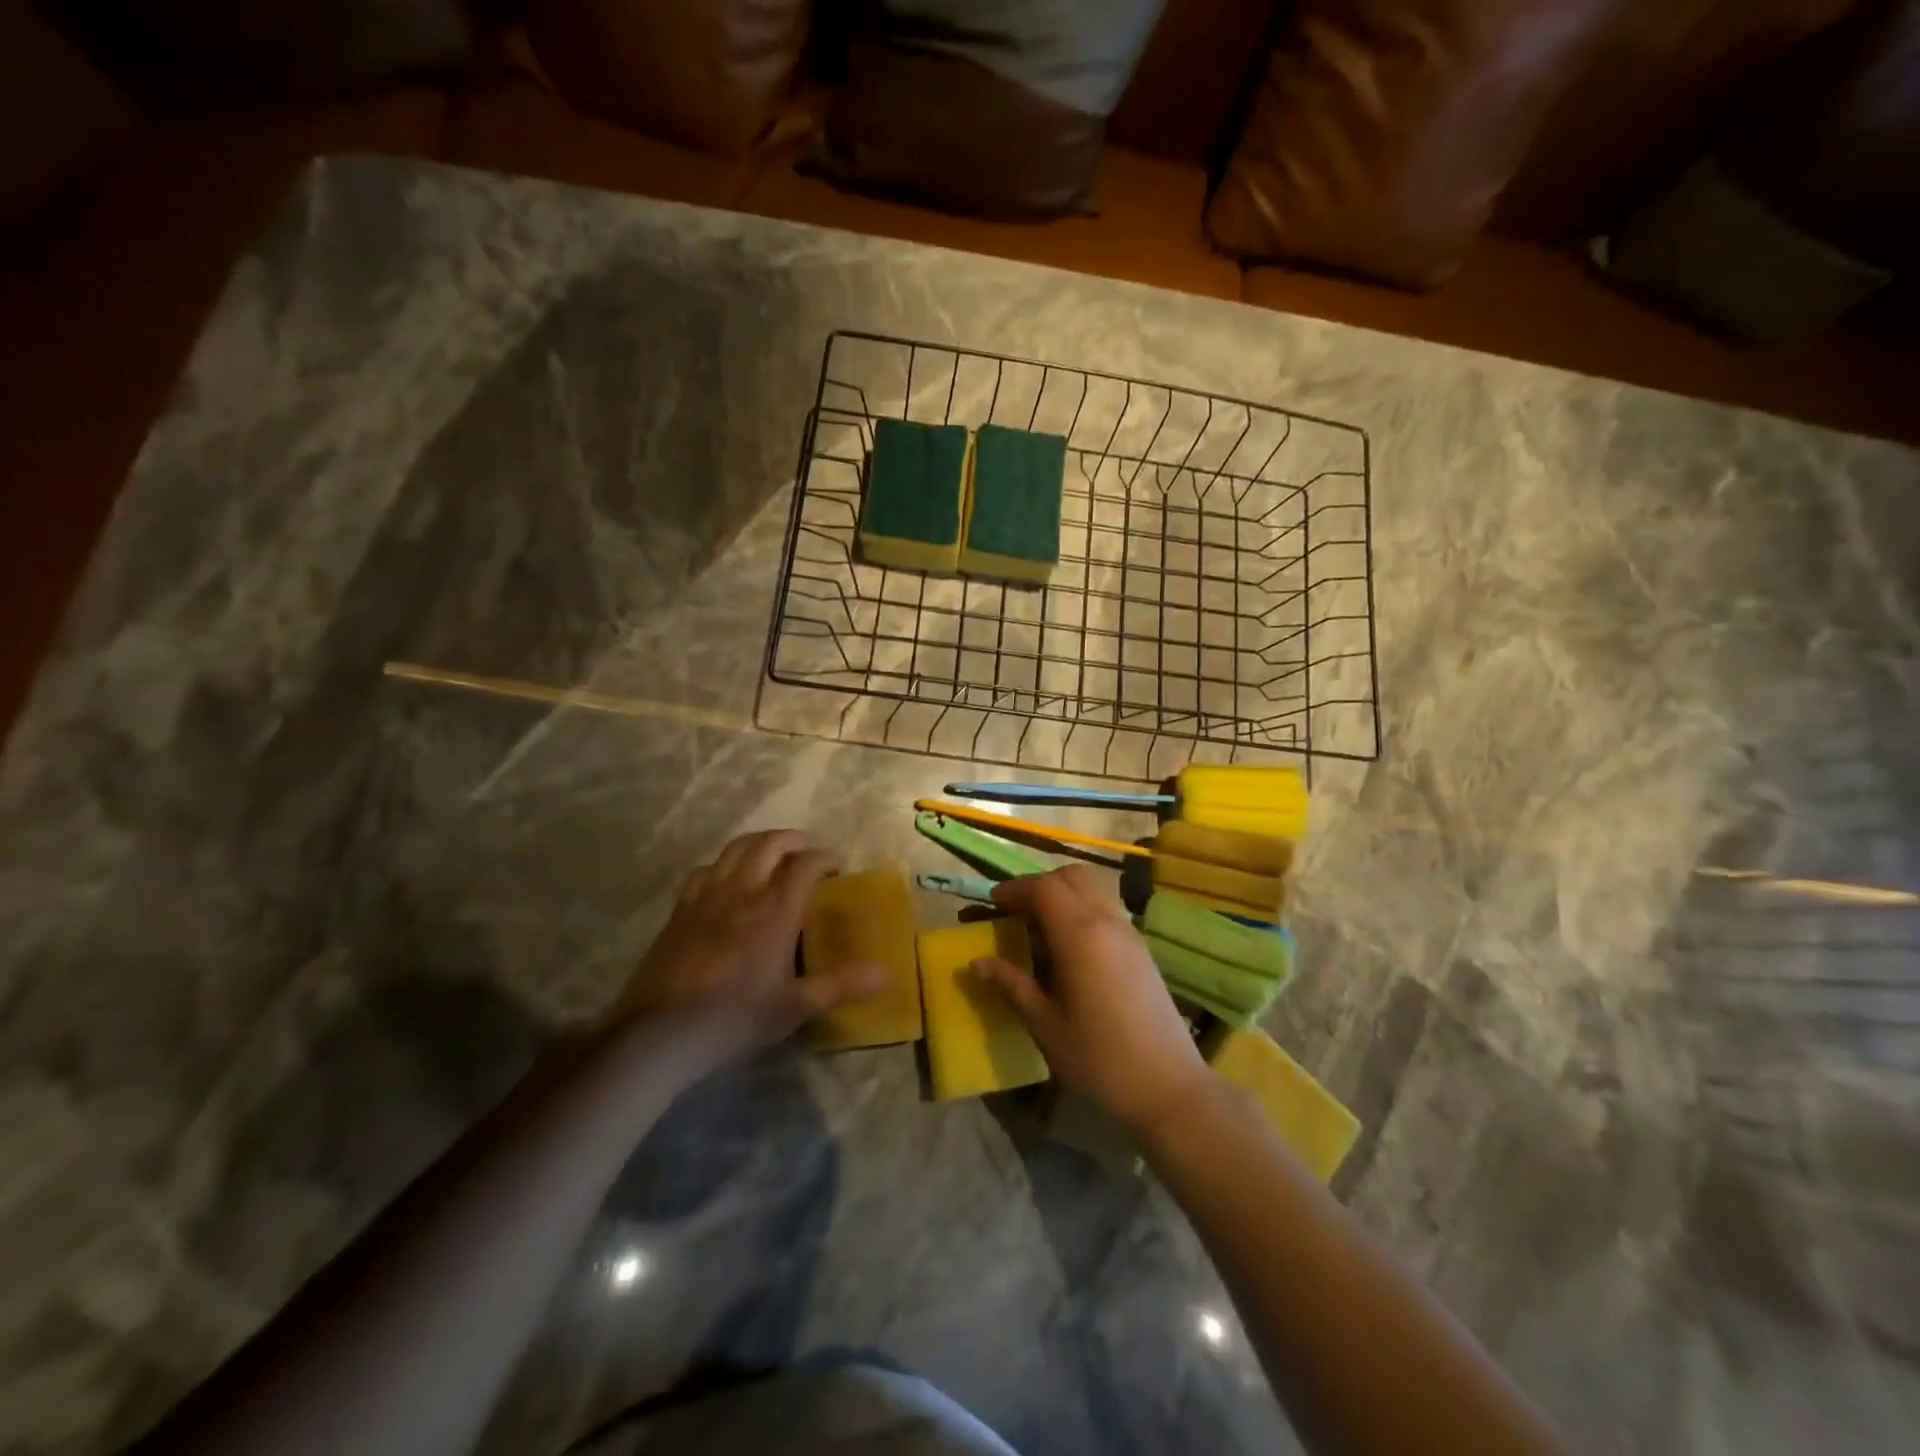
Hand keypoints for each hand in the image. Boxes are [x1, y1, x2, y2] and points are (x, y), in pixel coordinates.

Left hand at [609, 830, 883, 1075]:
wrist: (659, 1033)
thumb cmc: (734, 1019)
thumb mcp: (794, 1007)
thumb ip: (840, 985)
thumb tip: (886, 972)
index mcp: (774, 910)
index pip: (805, 864)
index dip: (825, 858)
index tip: (837, 867)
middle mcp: (742, 892)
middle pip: (769, 843)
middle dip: (794, 840)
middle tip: (808, 854)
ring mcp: (706, 896)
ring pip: (735, 849)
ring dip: (759, 844)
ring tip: (772, 857)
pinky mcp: (680, 909)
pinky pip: (705, 869)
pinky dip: (724, 864)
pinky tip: (727, 882)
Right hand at [972, 865, 1211, 1135]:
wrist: (1168, 1086)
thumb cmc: (1099, 1058)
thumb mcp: (1045, 1024)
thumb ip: (1012, 985)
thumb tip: (977, 963)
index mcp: (1080, 935)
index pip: (1044, 888)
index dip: (1015, 889)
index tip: (993, 904)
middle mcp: (1107, 921)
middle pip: (1072, 877)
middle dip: (1040, 885)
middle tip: (1017, 911)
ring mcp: (1129, 932)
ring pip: (1094, 888)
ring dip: (1064, 893)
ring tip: (1042, 927)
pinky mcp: (1141, 947)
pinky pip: (1108, 907)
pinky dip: (1083, 908)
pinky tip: (1071, 946)